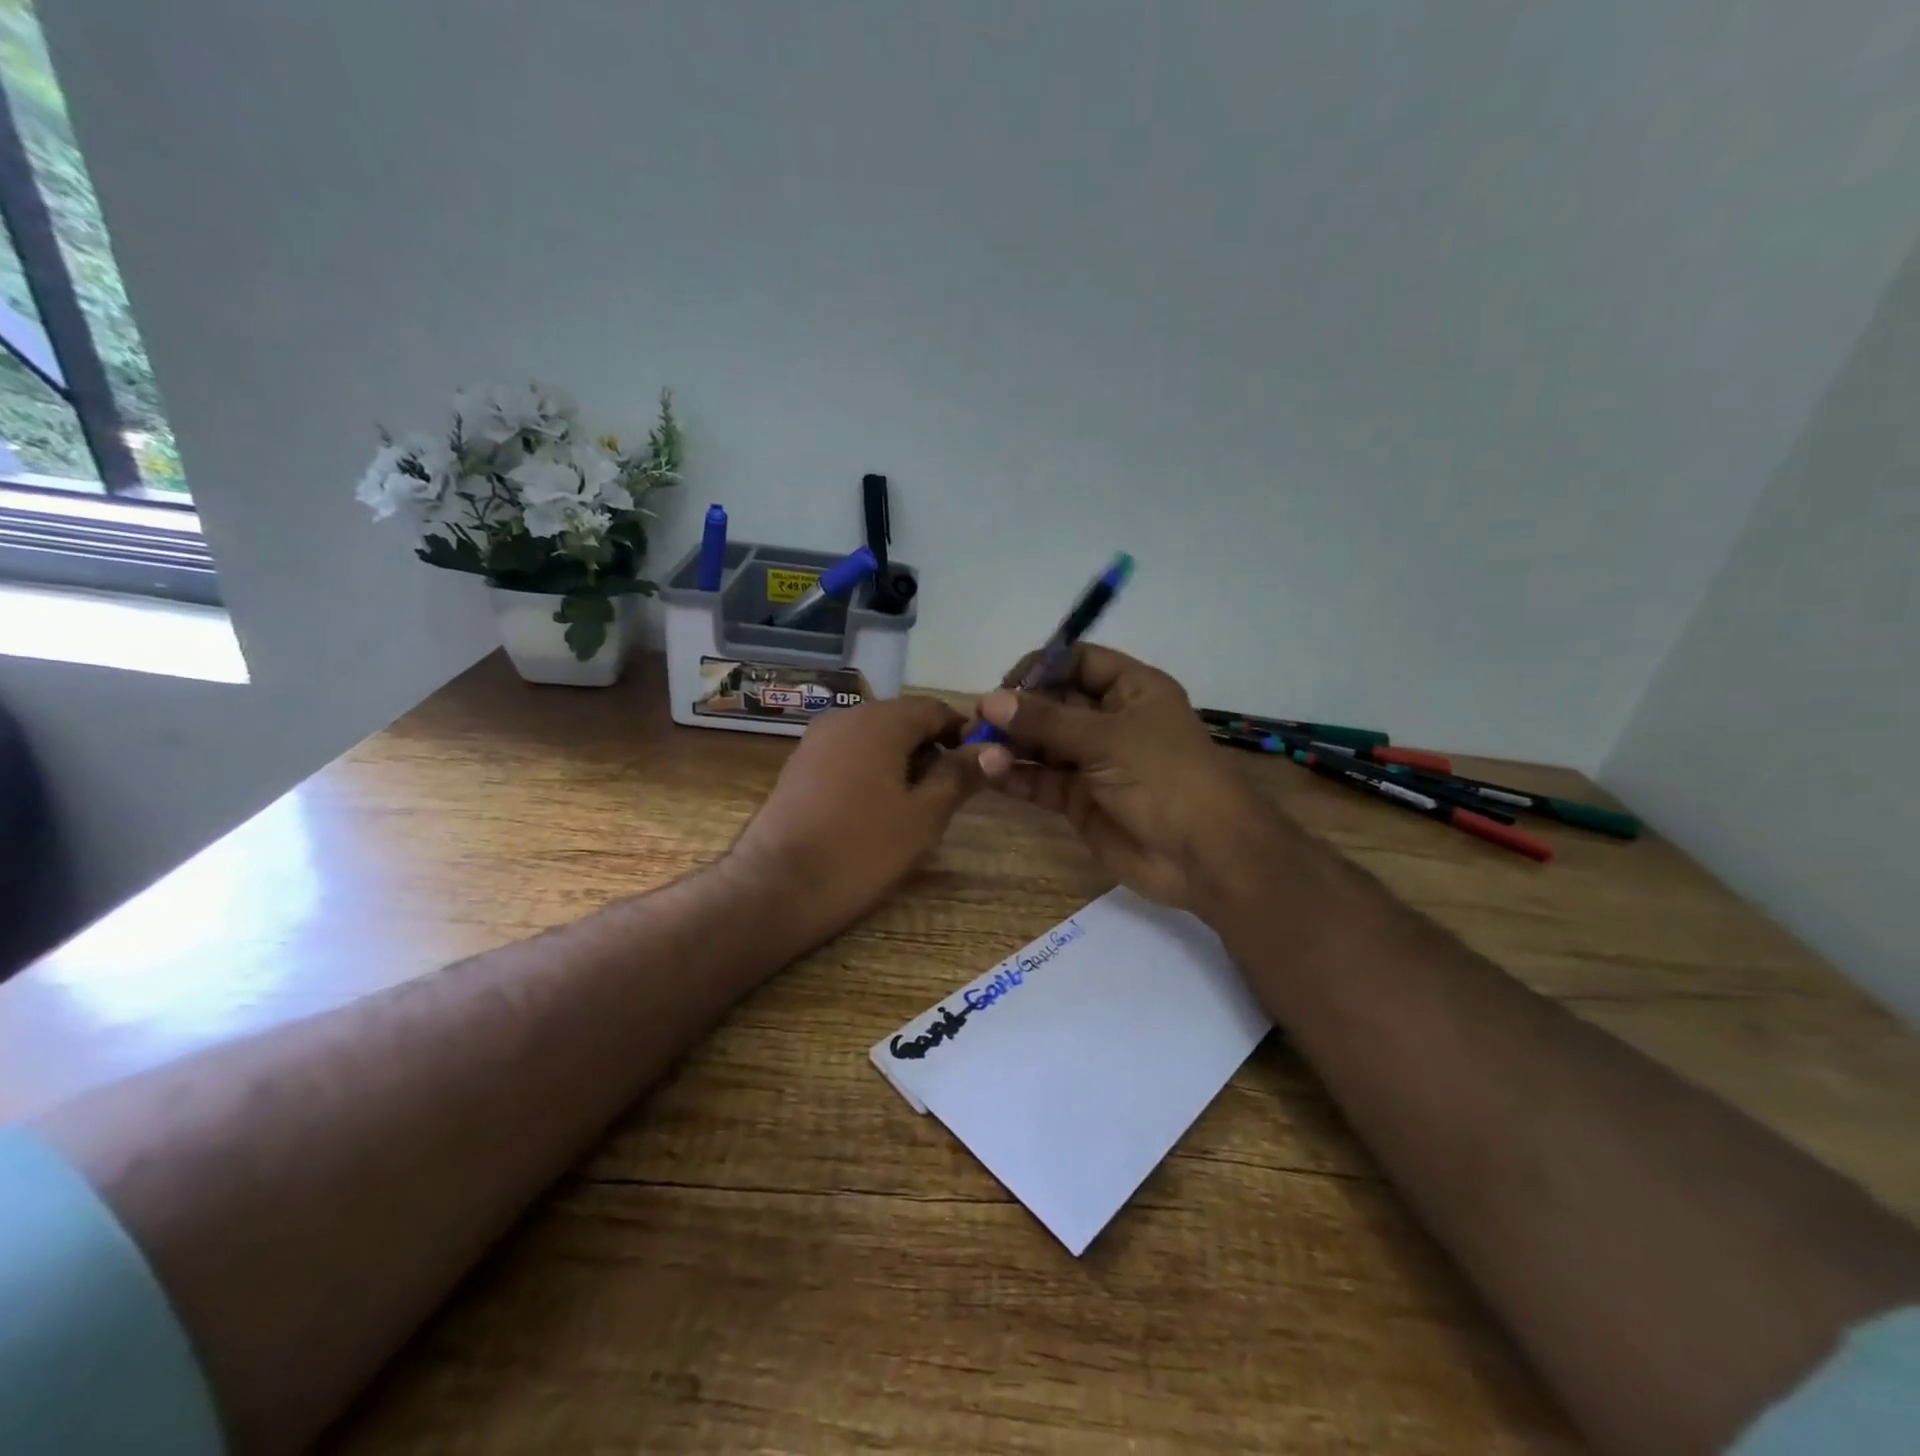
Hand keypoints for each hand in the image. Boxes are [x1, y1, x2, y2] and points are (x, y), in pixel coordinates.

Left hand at [728, 695, 985, 949]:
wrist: (777, 887)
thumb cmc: (861, 849)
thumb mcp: (924, 816)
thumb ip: (959, 775)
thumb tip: (991, 749)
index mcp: (880, 720)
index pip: (934, 708)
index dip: (962, 732)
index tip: (978, 766)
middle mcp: (846, 717)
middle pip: (902, 719)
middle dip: (931, 748)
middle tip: (949, 792)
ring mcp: (817, 740)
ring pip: (875, 737)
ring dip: (902, 760)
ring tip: (915, 805)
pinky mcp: (799, 765)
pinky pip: (849, 754)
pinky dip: (872, 770)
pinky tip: (875, 809)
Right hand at [974, 645, 1297, 916]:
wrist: (1203, 856)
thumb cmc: (1164, 778)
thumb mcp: (1106, 739)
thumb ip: (1045, 721)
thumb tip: (988, 701)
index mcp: (1132, 691)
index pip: (1080, 662)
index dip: (1044, 667)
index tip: (1006, 684)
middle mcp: (1112, 721)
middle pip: (1056, 703)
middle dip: (1019, 709)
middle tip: (979, 719)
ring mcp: (1095, 762)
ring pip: (1044, 743)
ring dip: (1012, 744)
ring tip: (977, 746)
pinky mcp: (1080, 800)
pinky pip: (1042, 780)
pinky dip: (1016, 776)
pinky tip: (990, 772)